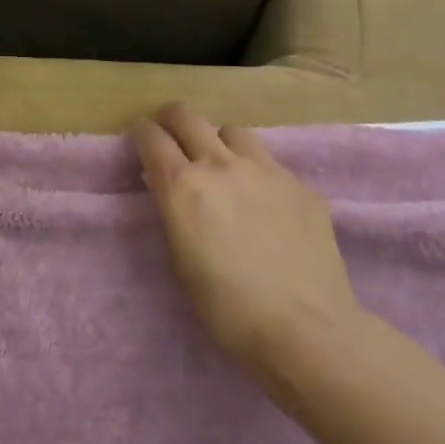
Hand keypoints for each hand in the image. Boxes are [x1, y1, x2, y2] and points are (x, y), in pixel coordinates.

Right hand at [131, 102, 359, 383]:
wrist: (304, 328)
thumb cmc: (225, 307)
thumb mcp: (179, 258)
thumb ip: (173, 211)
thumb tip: (168, 185)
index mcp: (183, 185)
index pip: (151, 137)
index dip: (140, 133)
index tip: (140, 139)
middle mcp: (221, 165)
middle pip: (188, 116)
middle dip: (172, 119)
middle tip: (170, 135)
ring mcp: (267, 171)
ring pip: (233, 132)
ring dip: (219, 143)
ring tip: (223, 168)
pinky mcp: (301, 187)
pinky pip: (271, 165)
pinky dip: (258, 175)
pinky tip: (266, 207)